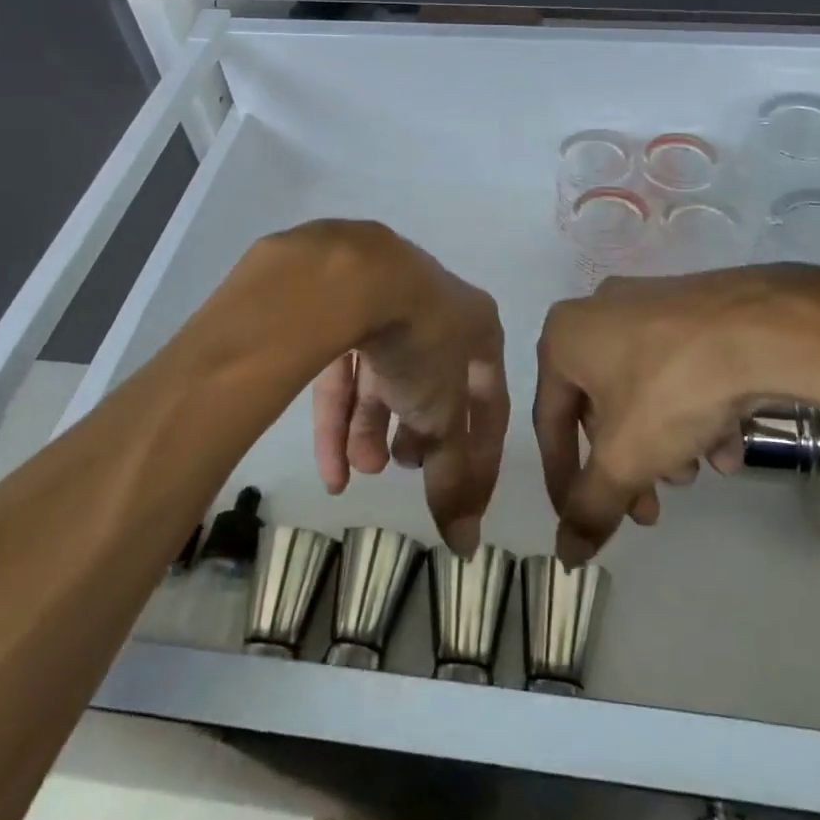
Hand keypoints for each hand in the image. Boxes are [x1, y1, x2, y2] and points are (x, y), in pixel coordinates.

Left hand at [309, 229, 509, 554]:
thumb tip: (465, 542)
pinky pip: (344, 370)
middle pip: (431, 386)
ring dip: (372, 430)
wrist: (355, 277)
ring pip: (383, 380)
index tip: (465, 502)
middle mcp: (436, 313)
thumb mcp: (444, 414)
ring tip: (360, 470)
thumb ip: (453, 473)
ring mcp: (385, 306)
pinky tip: (330, 469)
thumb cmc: (421, 343)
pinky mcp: (339, 311)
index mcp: (478, 327)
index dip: (480, 456)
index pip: (489, 402)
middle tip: (403, 466)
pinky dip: (338, 417)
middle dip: (416, 435)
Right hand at [534, 264, 819, 562]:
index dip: (563, 479)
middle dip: (626, 464)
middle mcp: (600, 312)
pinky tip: (728, 445)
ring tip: (697, 472)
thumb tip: (565, 554)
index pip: (550, 420)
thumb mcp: (625, 458)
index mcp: (565, 336)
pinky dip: (696, 410)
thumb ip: (590, 506)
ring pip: (645, 390)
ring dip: (665, 441)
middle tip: (649, 510)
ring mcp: (651, 305)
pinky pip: (680, 367)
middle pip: (602, 406)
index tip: (580, 521)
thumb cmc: (672, 389)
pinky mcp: (696, 309)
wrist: (763, 328)